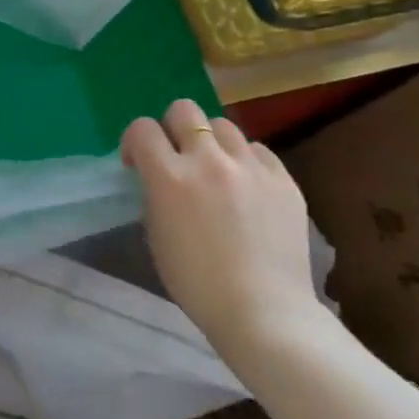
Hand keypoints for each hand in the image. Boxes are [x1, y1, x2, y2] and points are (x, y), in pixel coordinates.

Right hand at [122, 101, 324, 355]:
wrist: (262, 309)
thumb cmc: (196, 282)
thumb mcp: (157, 234)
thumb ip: (155, 194)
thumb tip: (160, 177)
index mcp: (169, 177)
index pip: (142, 129)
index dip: (134, 142)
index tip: (137, 163)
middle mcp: (209, 160)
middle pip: (184, 110)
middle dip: (172, 128)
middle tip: (176, 157)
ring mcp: (251, 167)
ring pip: (224, 125)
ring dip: (211, 142)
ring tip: (215, 170)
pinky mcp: (284, 179)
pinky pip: (258, 151)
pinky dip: (245, 160)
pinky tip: (245, 186)